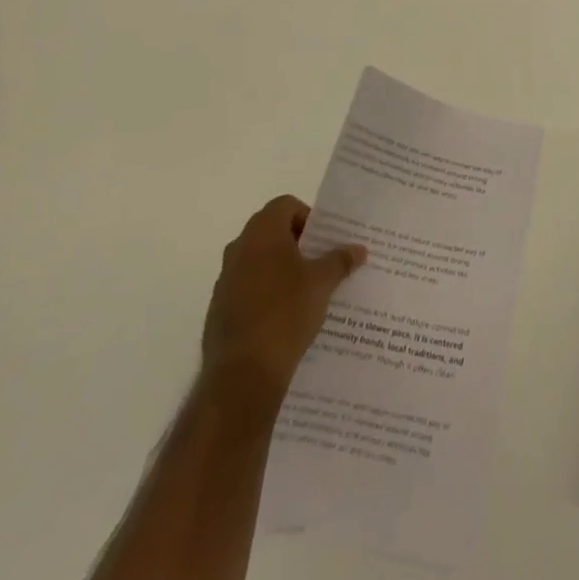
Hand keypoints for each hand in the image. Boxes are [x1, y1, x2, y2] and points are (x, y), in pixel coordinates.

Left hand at [200, 196, 365, 399]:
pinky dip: (266, 292)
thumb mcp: (322, 284)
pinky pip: (248, 288)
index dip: (308, 217)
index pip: (286, 205)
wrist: (242, 374)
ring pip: (259, 261)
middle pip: (272, 231)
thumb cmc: (285, 314)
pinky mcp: (219, 309)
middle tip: (322, 262)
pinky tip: (286, 317)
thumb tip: (359, 248)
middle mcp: (239, 248)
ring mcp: (225, 279)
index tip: (325, 240)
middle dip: (297, 243)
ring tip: (308, 291)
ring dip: (281, 269)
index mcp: (262, 232)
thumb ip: (340, 261)